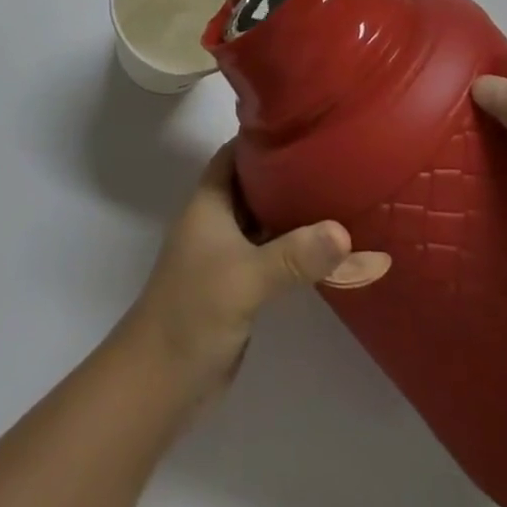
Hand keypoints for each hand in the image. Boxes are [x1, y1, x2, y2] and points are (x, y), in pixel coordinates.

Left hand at [123, 143, 389, 398]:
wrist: (161, 380)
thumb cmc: (194, 310)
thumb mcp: (246, 277)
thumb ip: (294, 255)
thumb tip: (344, 231)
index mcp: (209, 202)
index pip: (236, 153)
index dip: (264, 138)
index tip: (304, 126)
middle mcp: (217, 220)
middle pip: (254, 185)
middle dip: (288, 173)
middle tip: (335, 161)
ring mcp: (227, 253)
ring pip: (265, 221)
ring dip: (294, 213)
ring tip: (341, 196)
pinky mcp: (239, 285)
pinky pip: (271, 254)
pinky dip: (294, 248)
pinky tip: (327, 249)